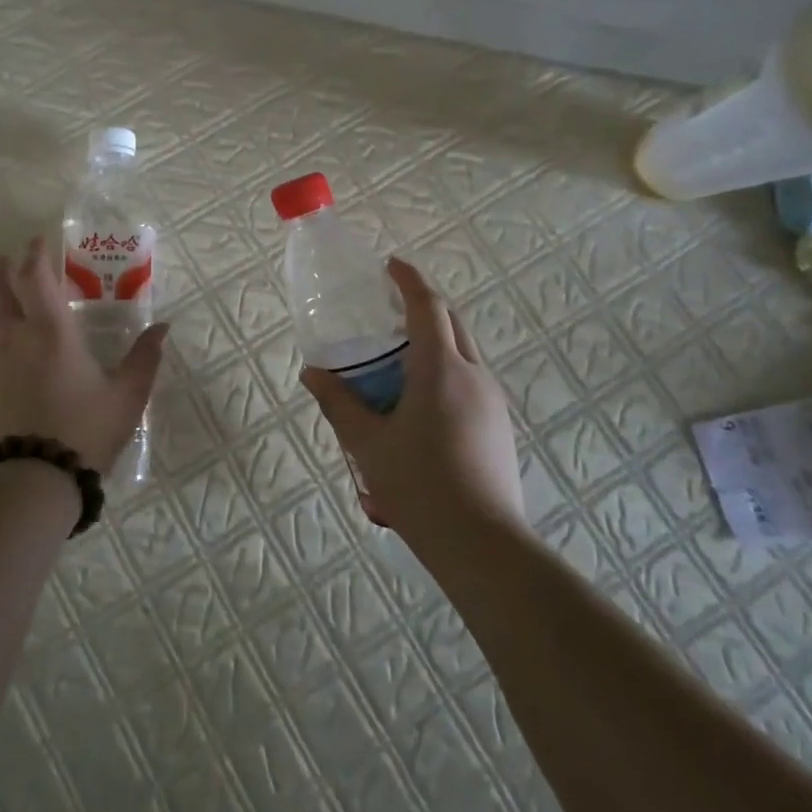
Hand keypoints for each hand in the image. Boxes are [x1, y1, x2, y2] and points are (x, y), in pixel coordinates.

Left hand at [0, 237, 168, 474]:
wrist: (35, 478)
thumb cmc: (86, 431)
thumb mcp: (127, 395)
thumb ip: (145, 358)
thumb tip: (163, 327)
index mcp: (52, 330)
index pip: (35, 276)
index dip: (35, 254)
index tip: (38, 241)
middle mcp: (15, 336)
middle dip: (3, 268)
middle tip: (7, 257)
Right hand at [301, 256, 523, 543]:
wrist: (484, 546)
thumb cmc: (419, 487)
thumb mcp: (367, 443)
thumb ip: (338, 403)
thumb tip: (313, 373)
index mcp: (440, 368)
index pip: (428, 306)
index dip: (408, 280)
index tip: (390, 265)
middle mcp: (473, 375)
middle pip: (452, 323)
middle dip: (423, 306)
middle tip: (388, 308)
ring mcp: (493, 401)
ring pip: (464, 352)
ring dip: (434, 340)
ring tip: (398, 358)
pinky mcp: (499, 426)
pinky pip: (470, 380)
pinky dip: (444, 369)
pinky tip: (419, 402)